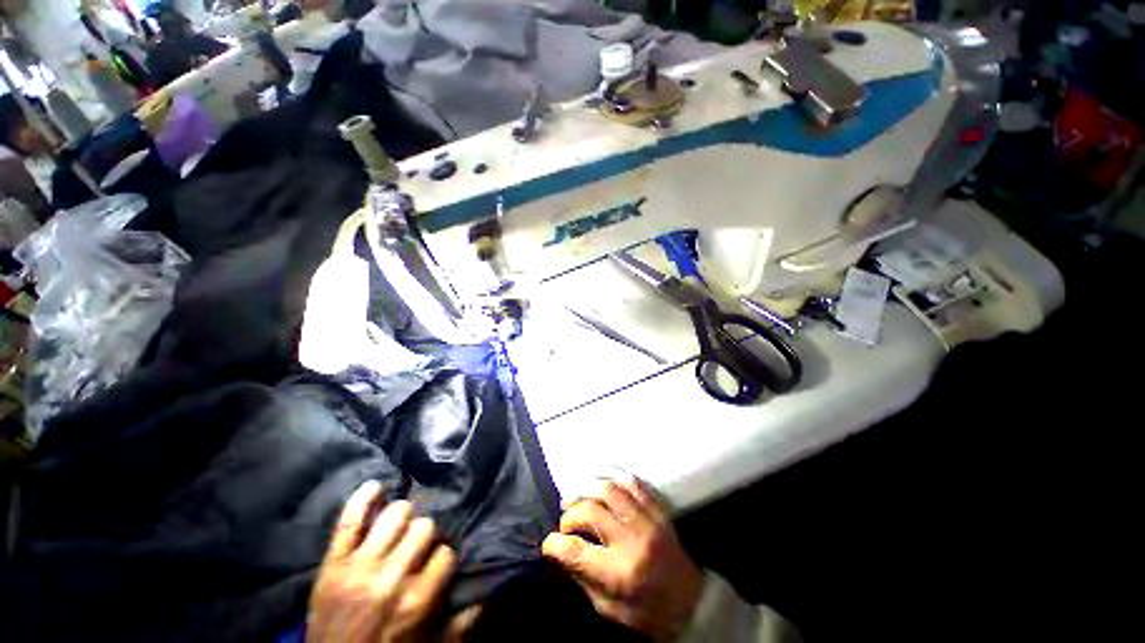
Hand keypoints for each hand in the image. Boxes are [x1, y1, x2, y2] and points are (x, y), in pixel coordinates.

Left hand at [308, 481, 455, 642]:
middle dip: (425, 534)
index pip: (445, 553)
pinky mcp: (332, 564)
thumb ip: (460, 625)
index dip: (444, 556)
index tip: (438, 562)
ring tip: (401, 525)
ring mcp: (358, 568)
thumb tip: (486, 597)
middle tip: (419, 545)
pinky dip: (363, 498)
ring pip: (395, 515)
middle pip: (424, 528)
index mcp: (415, 602)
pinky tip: (377, 486)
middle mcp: (390, 579)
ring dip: (403, 516)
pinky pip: (349, 521)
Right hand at [542, 476, 703, 641]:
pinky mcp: (657, 509)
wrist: (692, 603)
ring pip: (609, 489)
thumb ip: (583, 578)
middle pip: (589, 511)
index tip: (548, 543)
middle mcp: (632, 540)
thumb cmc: (648, 613)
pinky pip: (632, 483)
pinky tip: (603, 484)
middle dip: (570, 514)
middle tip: (565, 523)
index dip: (554, 544)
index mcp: (619, 573)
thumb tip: (561, 552)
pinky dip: (614, 478)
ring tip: (579, 499)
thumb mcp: (610, 610)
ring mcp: (647, 520)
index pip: (575, 550)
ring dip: (587, 490)